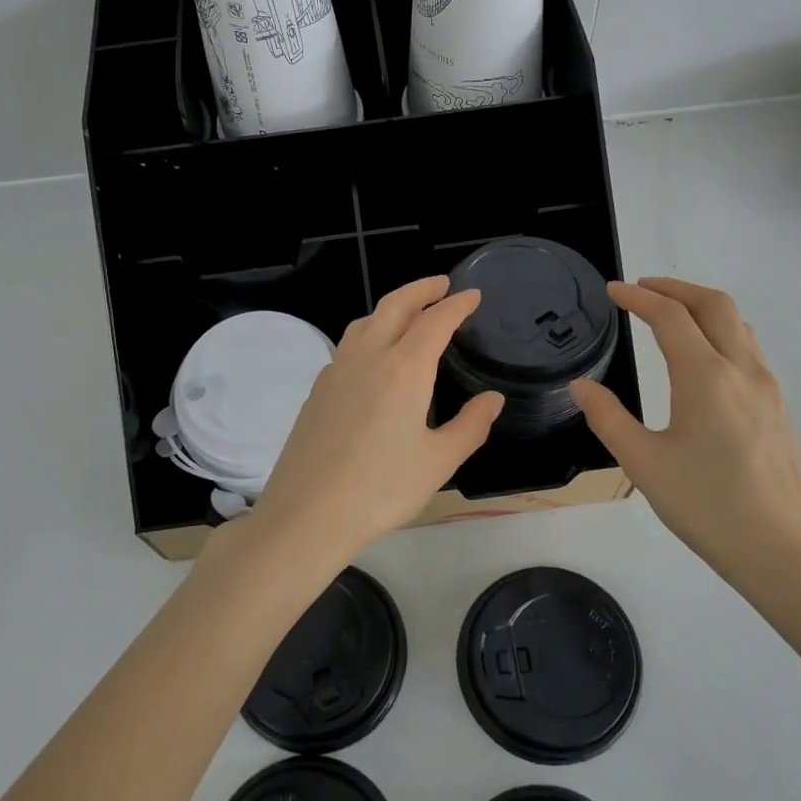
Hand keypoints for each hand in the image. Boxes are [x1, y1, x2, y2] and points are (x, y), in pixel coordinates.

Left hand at [247, 277, 502, 573]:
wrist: (308, 514)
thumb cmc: (381, 489)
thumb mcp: (438, 462)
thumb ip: (470, 426)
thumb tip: (492, 400)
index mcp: (403, 369)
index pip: (435, 321)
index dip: (456, 305)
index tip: (472, 295)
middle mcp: (367, 358)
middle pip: (394, 306)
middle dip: (420, 289)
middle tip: (442, 286)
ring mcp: (336, 371)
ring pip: (365, 322)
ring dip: (391, 308)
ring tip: (409, 314)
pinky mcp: (317, 390)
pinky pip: (348, 346)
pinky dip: (369, 333)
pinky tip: (374, 357)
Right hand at [571, 278, 800, 608]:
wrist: (786, 552)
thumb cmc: (708, 508)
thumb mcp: (644, 465)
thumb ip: (608, 418)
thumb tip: (581, 386)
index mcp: (706, 377)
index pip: (670, 316)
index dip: (639, 297)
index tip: (613, 291)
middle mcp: (742, 370)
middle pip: (714, 304)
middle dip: (675, 287)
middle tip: (642, 289)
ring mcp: (767, 387)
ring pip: (738, 323)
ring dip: (701, 306)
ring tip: (669, 314)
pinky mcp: (778, 407)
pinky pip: (748, 348)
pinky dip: (720, 331)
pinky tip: (702, 357)